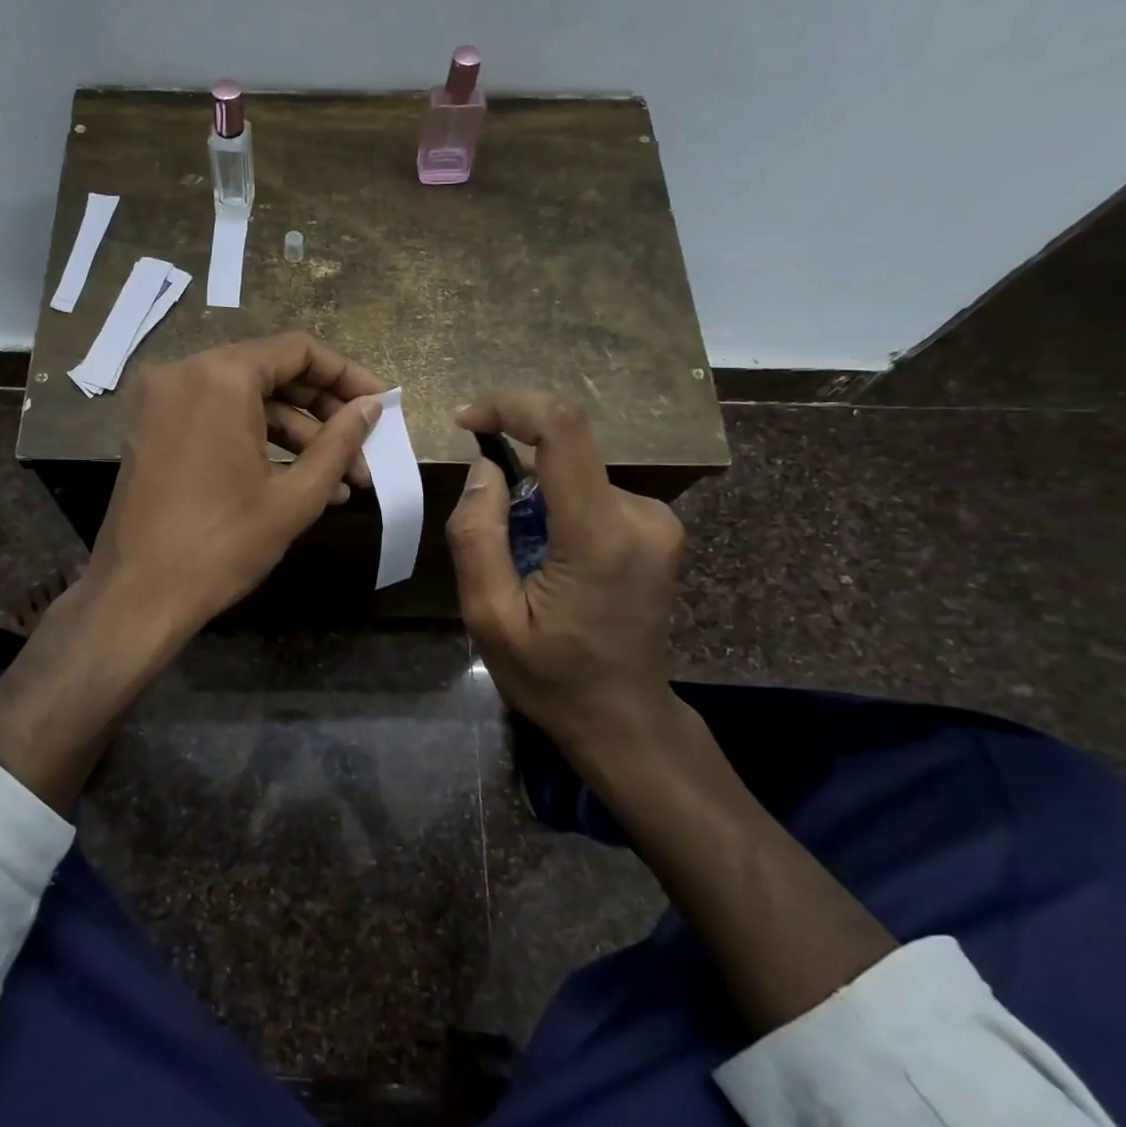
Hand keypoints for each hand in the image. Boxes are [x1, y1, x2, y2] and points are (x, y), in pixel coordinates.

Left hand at [0, 332, 384, 812]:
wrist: (137, 596)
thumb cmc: (222, 545)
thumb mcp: (294, 497)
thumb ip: (339, 443)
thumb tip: (371, 408)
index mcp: (220, 376)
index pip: (298, 351)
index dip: (346, 375)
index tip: (380, 404)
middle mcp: (185, 372)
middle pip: (272, 373)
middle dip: (324, 415)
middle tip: (364, 451)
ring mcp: (162, 401)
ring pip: (246, 401)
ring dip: (296, 437)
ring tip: (342, 482)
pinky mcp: (153, 429)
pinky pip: (218, 420)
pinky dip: (258, 442)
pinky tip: (300, 482)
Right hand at [446, 391, 706, 778]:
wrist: (625, 719)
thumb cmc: (552, 677)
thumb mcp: (489, 617)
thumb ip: (478, 536)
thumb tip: (486, 468)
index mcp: (599, 535)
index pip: (564, 429)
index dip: (512, 406)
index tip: (467, 421)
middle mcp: (641, 515)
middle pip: (564, 455)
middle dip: (515, 479)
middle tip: (494, 542)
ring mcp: (657, 522)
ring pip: (575, 476)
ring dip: (536, 502)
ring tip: (524, 566)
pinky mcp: (658, 530)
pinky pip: (593, 495)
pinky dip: (559, 512)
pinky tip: (551, 565)